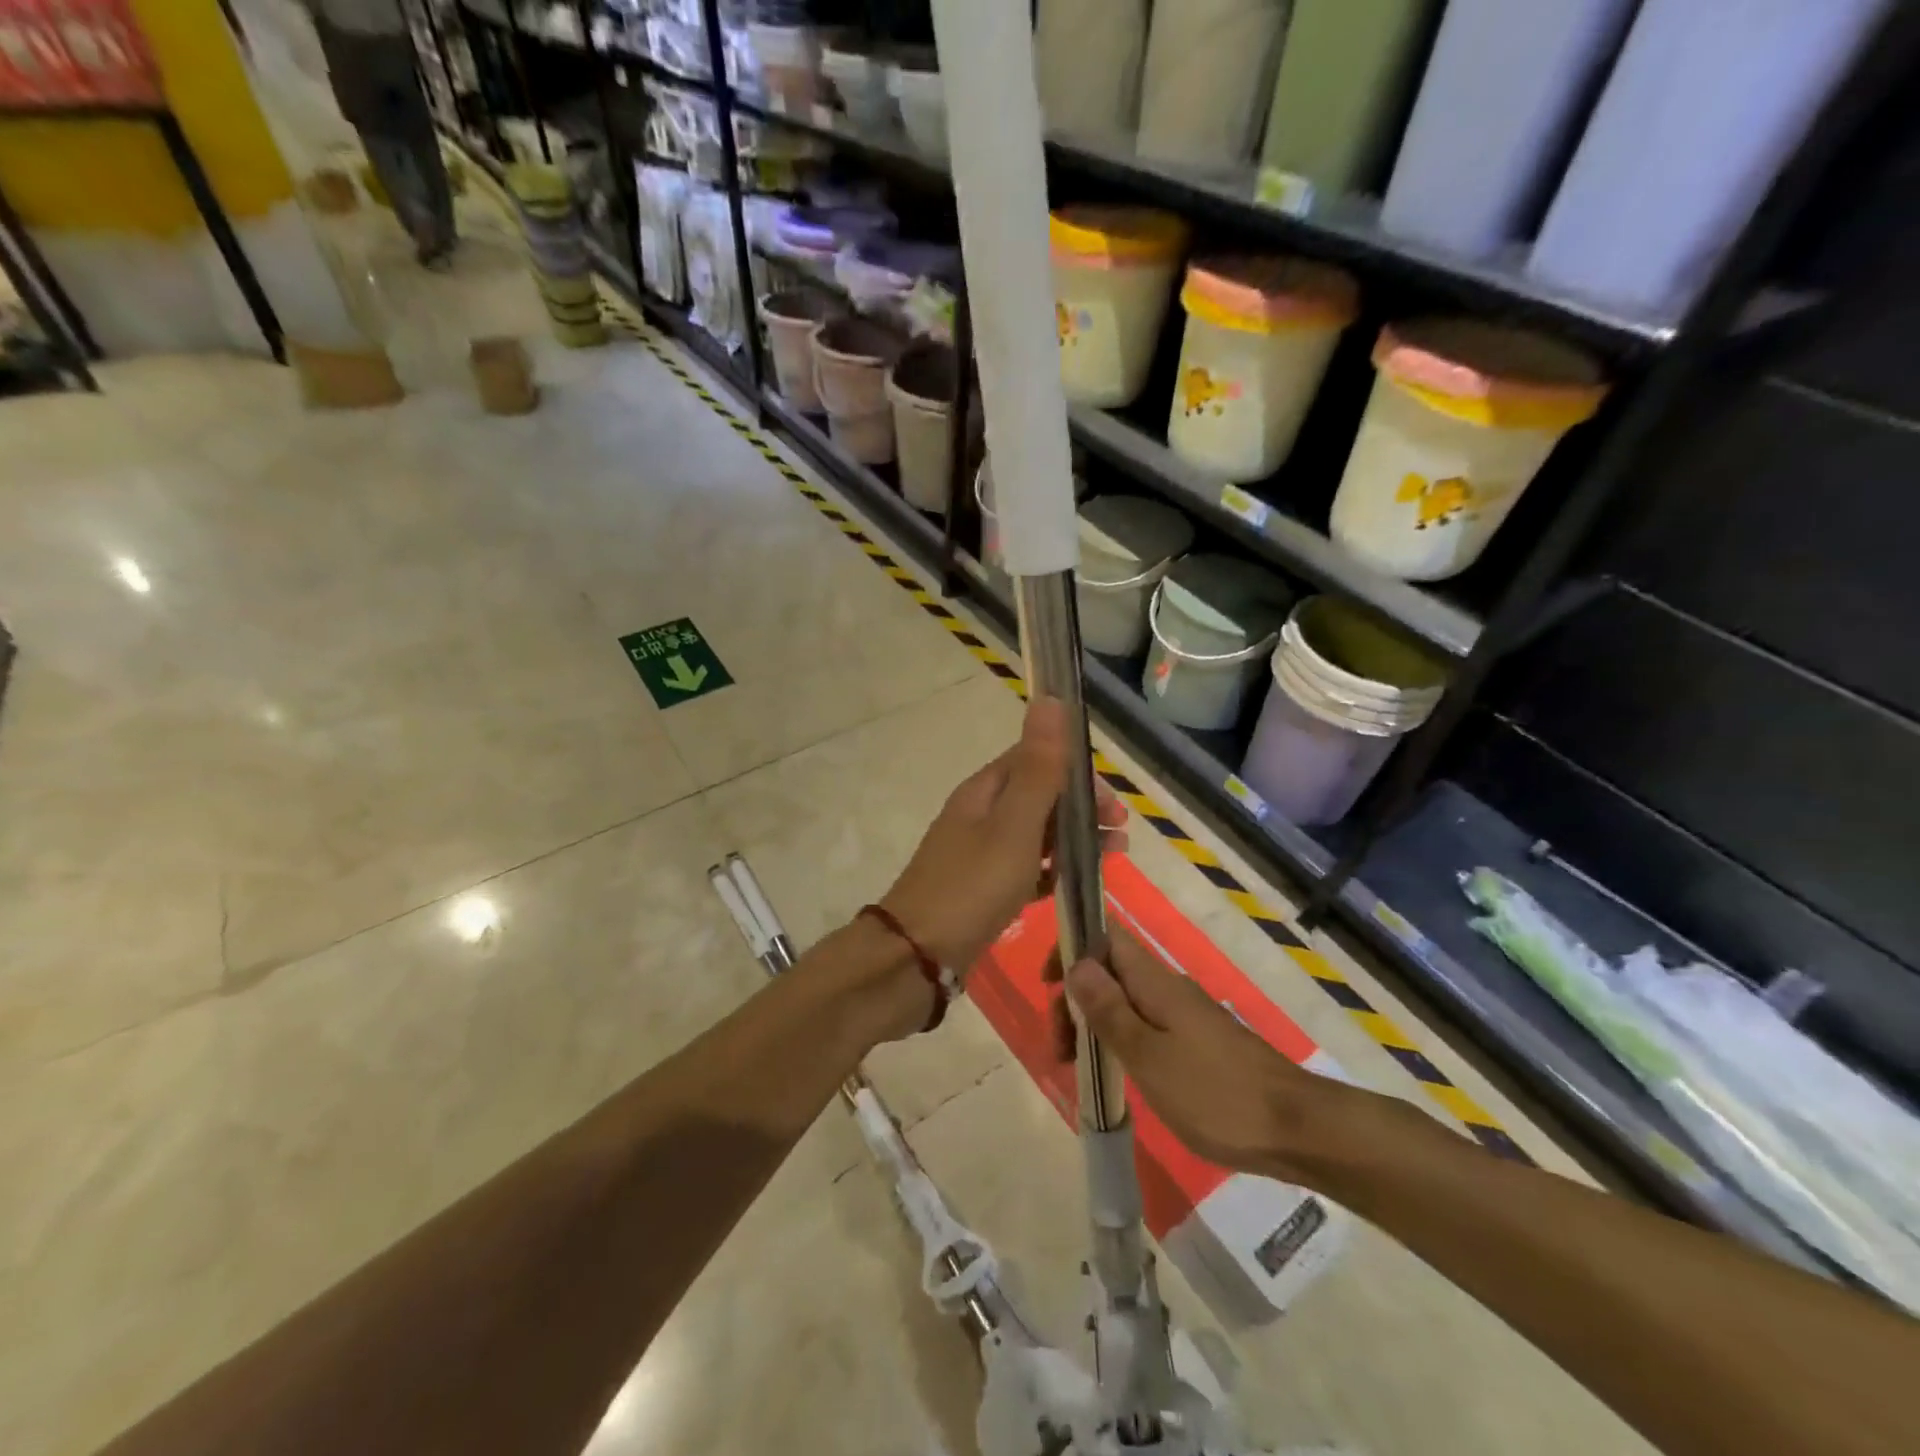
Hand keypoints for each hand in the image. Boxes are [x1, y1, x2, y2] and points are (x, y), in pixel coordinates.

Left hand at [879, 696, 1126, 974]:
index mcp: (984, 792)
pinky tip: (1072, 887)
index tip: (1112, 803)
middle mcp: (979, 816)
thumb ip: (1038, 768)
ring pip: (1034, 835)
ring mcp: (978, 854)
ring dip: (1073, 840)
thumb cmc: (972, 886)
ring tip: (1111, 860)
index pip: (1034, 760)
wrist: (917, 956)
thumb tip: (1050, 698)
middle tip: (1119, 836)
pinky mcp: (981, 890)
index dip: (1076, 773)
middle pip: (1038, 797)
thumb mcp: (1013, 825)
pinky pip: (1024, 870)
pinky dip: (1051, 872)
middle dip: (1082, 809)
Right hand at [1064, 932, 1328, 1180]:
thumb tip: (1077, 963)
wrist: (1294, 1128)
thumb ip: (1109, 1009)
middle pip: (1109, 971)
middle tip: (1061, 1049)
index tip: (1049, 985)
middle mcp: (1167, 987)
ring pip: (1125, 1000)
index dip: (1072, 947)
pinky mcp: (1196, 1042)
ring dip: (1094, 1022)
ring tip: (1078, 1067)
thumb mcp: (1148, 1054)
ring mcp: (1184, 1014)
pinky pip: (1144, 1024)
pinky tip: (1113, 1072)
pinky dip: (1119, 1040)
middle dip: (1076, 998)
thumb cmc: (1214, 1092)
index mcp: (1154, 981)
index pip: (1105, 935)